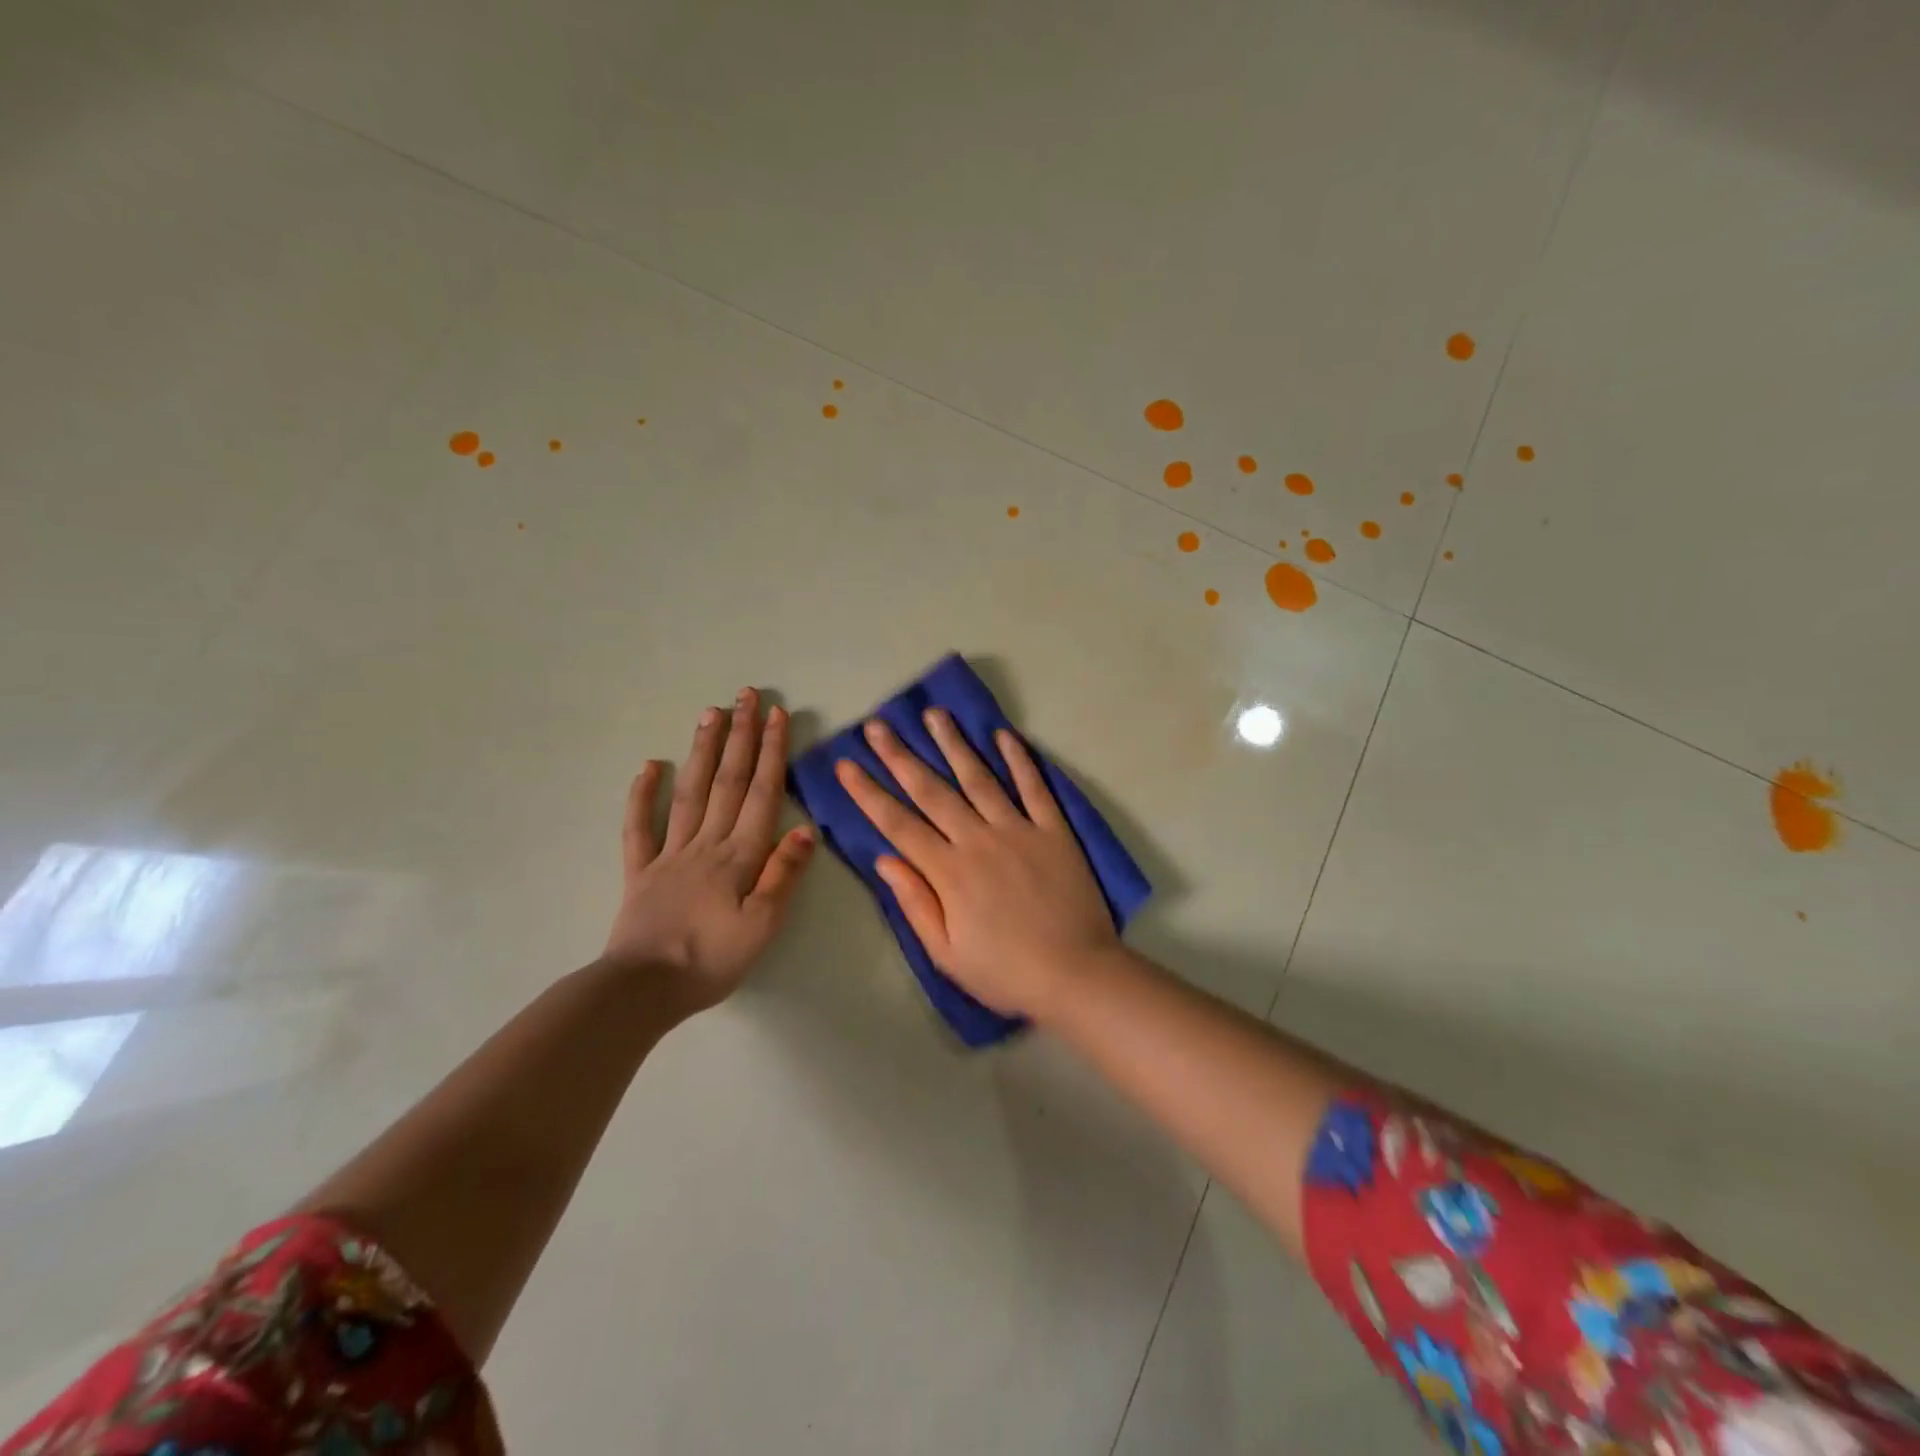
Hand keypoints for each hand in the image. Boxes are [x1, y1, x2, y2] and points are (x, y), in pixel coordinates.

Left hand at [602, 689, 814, 1012]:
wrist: (642, 990)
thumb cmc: (711, 960)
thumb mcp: (763, 926)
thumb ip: (782, 876)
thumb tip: (805, 830)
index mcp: (739, 856)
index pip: (761, 794)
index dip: (771, 752)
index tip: (778, 715)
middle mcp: (706, 843)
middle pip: (727, 781)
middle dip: (740, 736)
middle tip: (746, 696)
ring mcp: (669, 854)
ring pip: (689, 792)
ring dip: (702, 750)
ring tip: (710, 713)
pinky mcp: (640, 871)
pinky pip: (639, 827)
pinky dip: (642, 794)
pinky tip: (649, 766)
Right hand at [834, 710, 1118, 1018]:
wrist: (1076, 974)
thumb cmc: (1005, 972)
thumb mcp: (946, 953)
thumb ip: (915, 903)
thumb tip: (884, 859)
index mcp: (948, 872)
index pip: (898, 824)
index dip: (869, 794)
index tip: (846, 765)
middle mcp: (978, 840)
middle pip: (932, 791)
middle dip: (900, 756)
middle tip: (878, 725)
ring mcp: (1018, 830)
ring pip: (979, 778)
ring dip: (954, 744)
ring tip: (935, 714)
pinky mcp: (1054, 830)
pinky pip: (1034, 787)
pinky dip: (1020, 760)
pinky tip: (1004, 735)